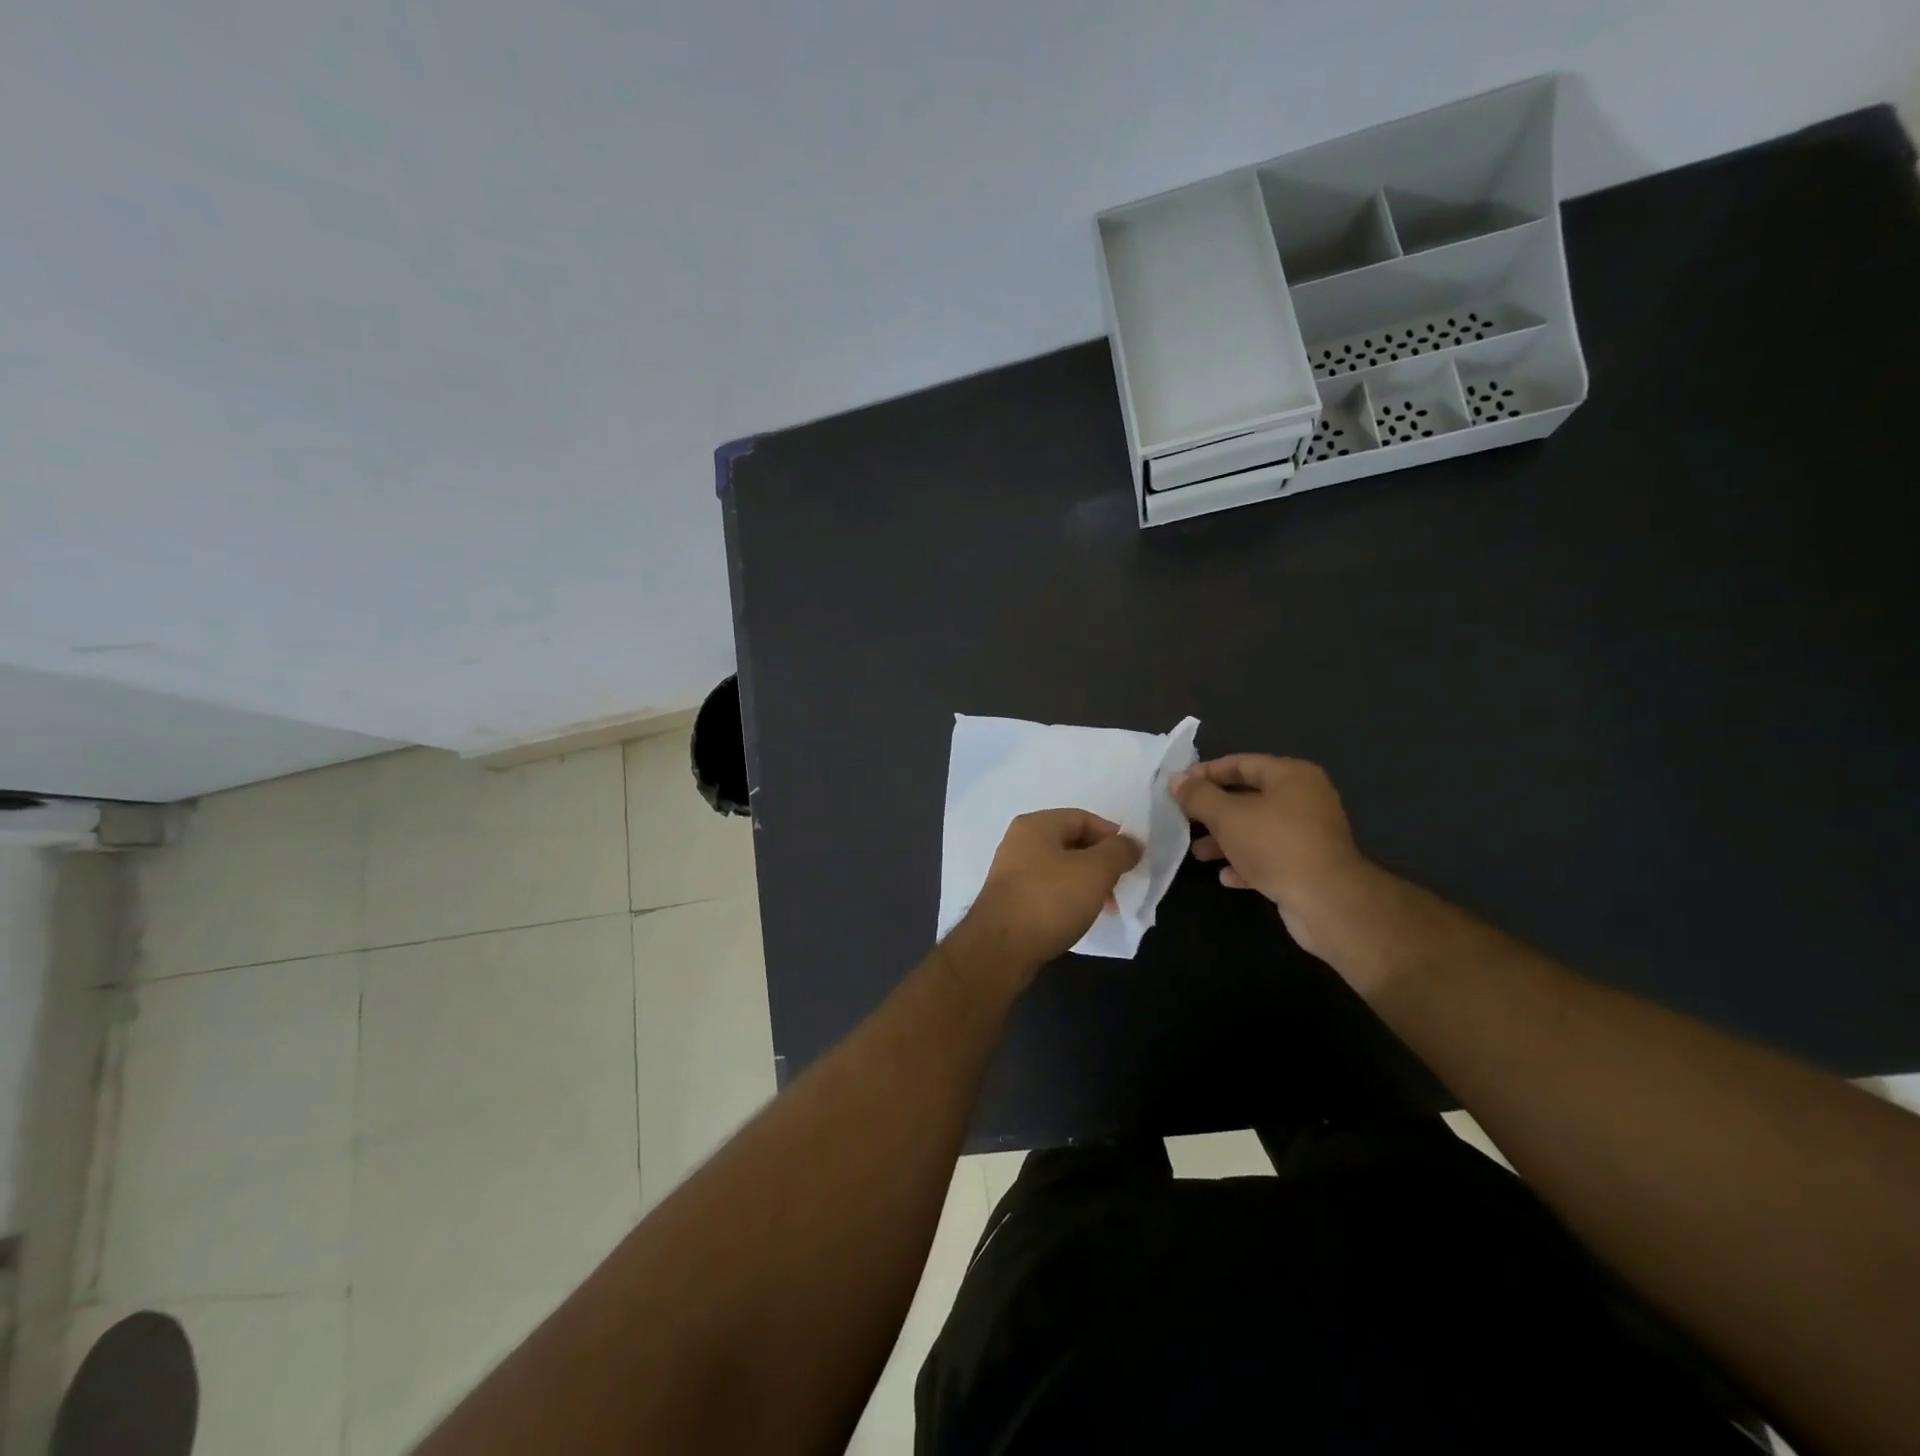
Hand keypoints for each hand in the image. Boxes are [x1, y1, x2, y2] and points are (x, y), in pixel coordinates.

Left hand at [949, 809, 1141, 990]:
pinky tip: (1081, 918)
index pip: (1083, 818)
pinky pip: (1048, 890)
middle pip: (1071, 843)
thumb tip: (1131, 842)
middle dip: (1101, 862)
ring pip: (1061, 869)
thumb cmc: (1049, 901)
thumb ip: (1118, 852)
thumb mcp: (1094, 871)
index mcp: (1036, 826)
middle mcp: (1020, 843)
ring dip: (1087, 883)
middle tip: (1121, 885)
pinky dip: (1069, 899)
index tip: (1133, 860)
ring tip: (1107, 907)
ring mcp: (1012, 872)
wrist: (1000, 949)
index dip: (1112, 836)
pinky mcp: (1011, 900)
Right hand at [1169, 755, 1374, 960]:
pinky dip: (1246, 863)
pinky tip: (1225, 876)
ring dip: (1226, 840)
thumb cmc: (1275, 845)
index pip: (1242, 763)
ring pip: (1257, 829)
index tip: (1179, 786)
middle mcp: (1305, 799)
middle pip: (1249, 797)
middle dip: (1213, 810)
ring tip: (1198, 853)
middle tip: (1184, 819)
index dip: (1207, 772)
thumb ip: (1199, 796)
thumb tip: (1176, 780)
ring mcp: (1309, 834)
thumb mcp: (1227, 816)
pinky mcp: (1309, 865)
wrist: (1326, 901)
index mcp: (1291, 776)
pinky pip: (1270, 856)